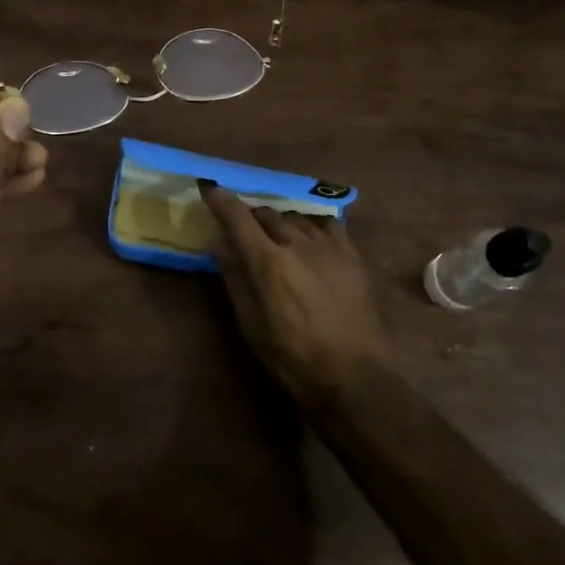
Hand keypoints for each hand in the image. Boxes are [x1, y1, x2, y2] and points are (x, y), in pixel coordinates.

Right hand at [199, 183, 388, 400]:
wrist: (355, 377)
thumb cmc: (293, 359)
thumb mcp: (251, 325)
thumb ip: (235, 279)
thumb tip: (220, 245)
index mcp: (268, 263)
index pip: (238, 217)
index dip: (220, 199)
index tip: (209, 187)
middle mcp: (297, 244)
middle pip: (266, 213)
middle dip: (250, 216)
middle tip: (243, 230)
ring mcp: (329, 246)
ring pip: (296, 216)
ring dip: (279, 221)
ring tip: (276, 238)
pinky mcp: (353, 255)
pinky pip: (328, 224)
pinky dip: (311, 226)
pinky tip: (310, 239)